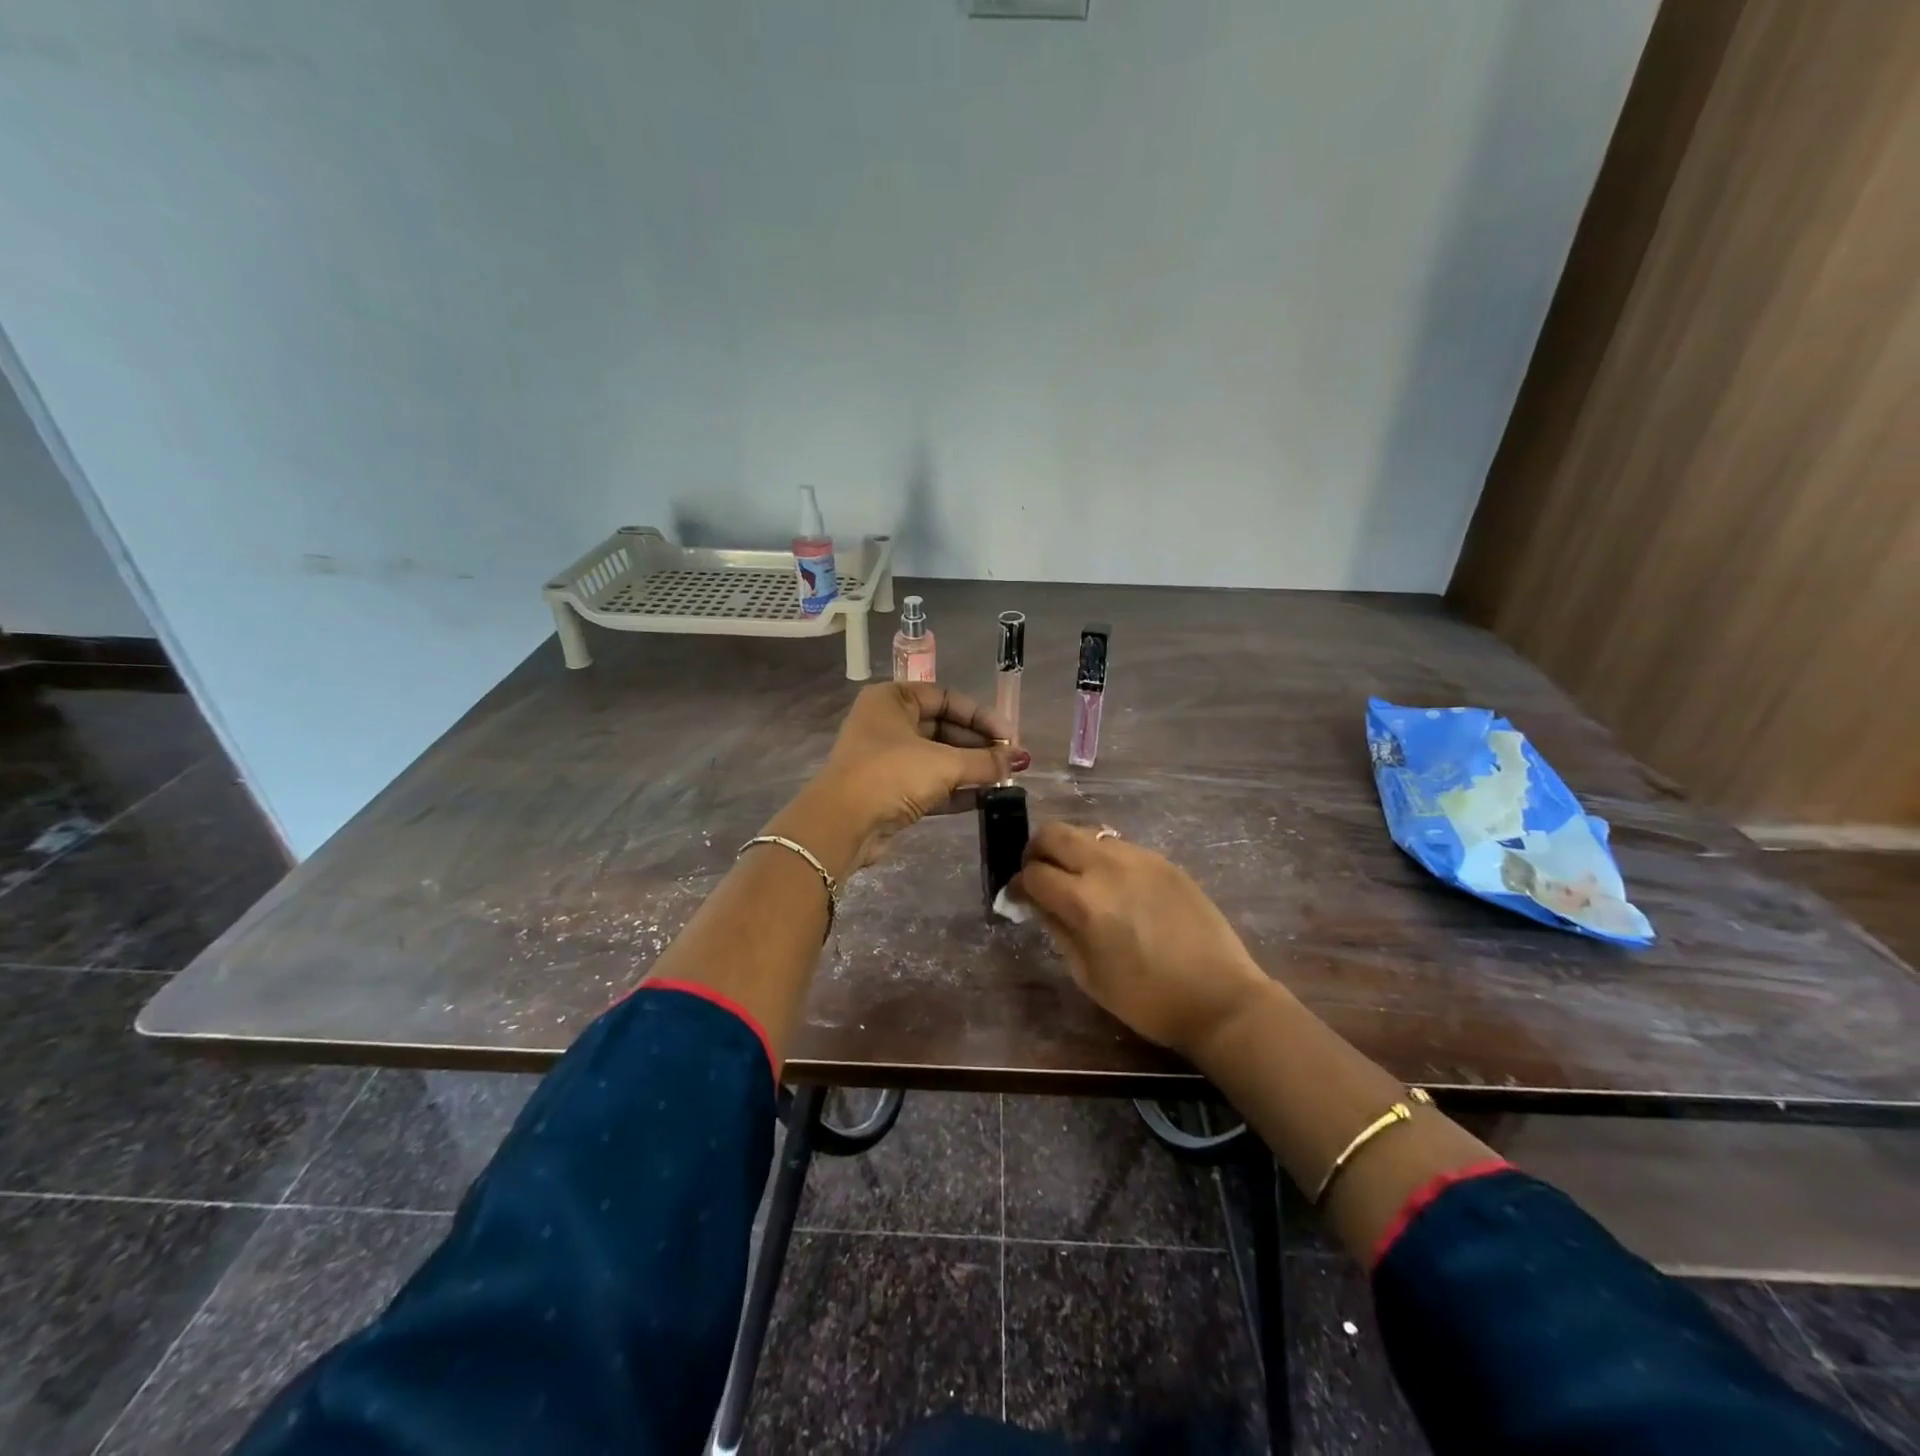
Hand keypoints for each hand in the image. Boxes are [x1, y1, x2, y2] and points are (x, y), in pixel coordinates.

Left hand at [769, 683, 1028, 877]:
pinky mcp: (889, 791)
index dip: (981, 716)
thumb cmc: (891, 774)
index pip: (946, 698)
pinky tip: (986, 797)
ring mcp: (887, 759)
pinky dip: (956, 790)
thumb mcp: (944, 763)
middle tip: (1012, 761)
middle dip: (979, 746)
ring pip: (938, 758)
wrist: (843, 824)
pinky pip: (930, 784)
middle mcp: (887, 723)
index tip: (1010, 737)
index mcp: (893, 700)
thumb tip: (1017, 760)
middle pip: (944, 728)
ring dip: (971, 769)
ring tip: (1005, 779)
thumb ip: (985, 760)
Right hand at [1010, 822, 1273, 1058]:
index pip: (1033, 873)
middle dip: (1036, 851)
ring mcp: (1138, 857)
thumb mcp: (1088, 974)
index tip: (1016, 898)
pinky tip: (1114, 887)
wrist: (1220, 997)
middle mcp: (1107, 866)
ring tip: (1077, 880)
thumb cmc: (1147, 999)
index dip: (1017, 885)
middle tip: (1039, 876)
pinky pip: (1119, 847)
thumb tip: (1036, 903)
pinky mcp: (1162, 860)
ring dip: (1071, 851)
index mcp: (1084, 900)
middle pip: (1054, 833)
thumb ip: (1057, 929)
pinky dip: (1103, 859)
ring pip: (1087, 834)